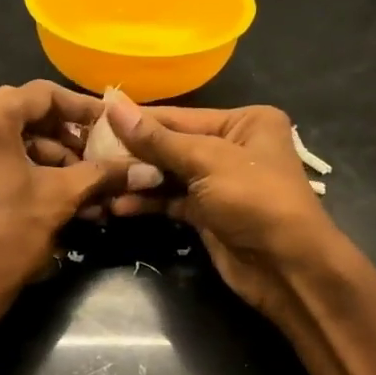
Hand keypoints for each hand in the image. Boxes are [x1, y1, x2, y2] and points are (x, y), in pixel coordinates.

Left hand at [0, 82, 154, 334]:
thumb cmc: (7, 237)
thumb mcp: (59, 199)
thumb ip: (102, 174)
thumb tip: (147, 169)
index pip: (42, 94)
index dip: (82, 108)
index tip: (111, 125)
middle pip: (24, 114)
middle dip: (66, 136)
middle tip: (100, 155)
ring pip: (9, 137)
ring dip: (49, 156)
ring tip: (87, 182)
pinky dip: (25, 168)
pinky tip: (59, 190)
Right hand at [102, 98, 342, 321]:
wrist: (287, 267)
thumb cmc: (255, 200)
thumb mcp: (207, 162)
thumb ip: (158, 139)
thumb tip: (114, 107)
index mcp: (244, 122)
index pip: (180, 117)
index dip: (138, 120)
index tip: (96, 118)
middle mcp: (232, 147)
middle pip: (172, 145)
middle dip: (134, 152)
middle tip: (88, 153)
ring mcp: (219, 183)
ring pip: (169, 175)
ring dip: (136, 180)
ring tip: (98, 180)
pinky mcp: (207, 214)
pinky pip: (171, 201)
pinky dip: (148, 202)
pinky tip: (118, 205)